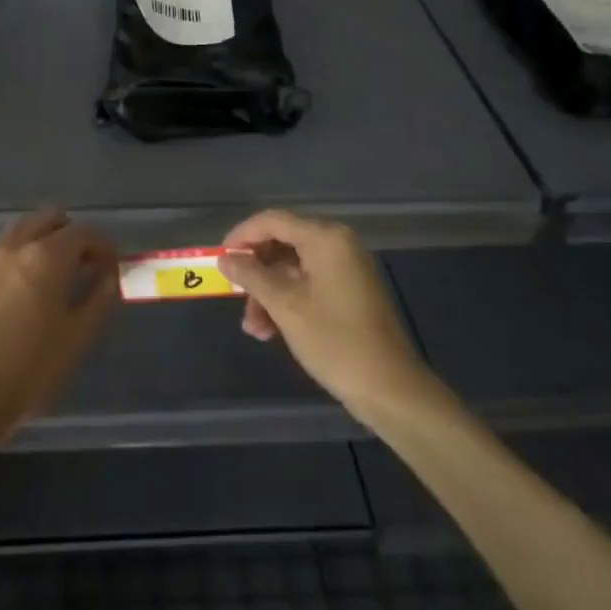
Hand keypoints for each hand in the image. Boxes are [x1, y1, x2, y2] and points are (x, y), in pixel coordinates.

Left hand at [0, 207, 117, 451]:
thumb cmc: (30, 369)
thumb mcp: (78, 337)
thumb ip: (99, 298)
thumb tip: (109, 275)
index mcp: (46, 256)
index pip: (84, 231)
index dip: (104, 246)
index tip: (112, 268)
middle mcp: (16, 245)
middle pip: (50, 217)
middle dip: (73, 234)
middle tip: (85, 266)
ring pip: (23, 228)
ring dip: (44, 239)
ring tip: (55, 275)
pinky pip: (3, 249)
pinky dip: (21, 254)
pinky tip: (25, 289)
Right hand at [219, 209, 430, 421]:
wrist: (391, 389)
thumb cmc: (335, 341)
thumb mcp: (285, 306)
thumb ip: (252, 276)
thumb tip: (226, 259)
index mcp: (325, 238)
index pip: (272, 221)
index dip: (241, 237)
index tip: (219, 260)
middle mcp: (337, 244)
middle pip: (281, 243)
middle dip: (255, 273)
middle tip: (235, 298)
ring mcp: (345, 268)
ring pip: (291, 268)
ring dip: (268, 294)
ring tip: (255, 329)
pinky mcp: (348, 291)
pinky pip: (308, 283)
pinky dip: (287, 301)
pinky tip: (271, 331)